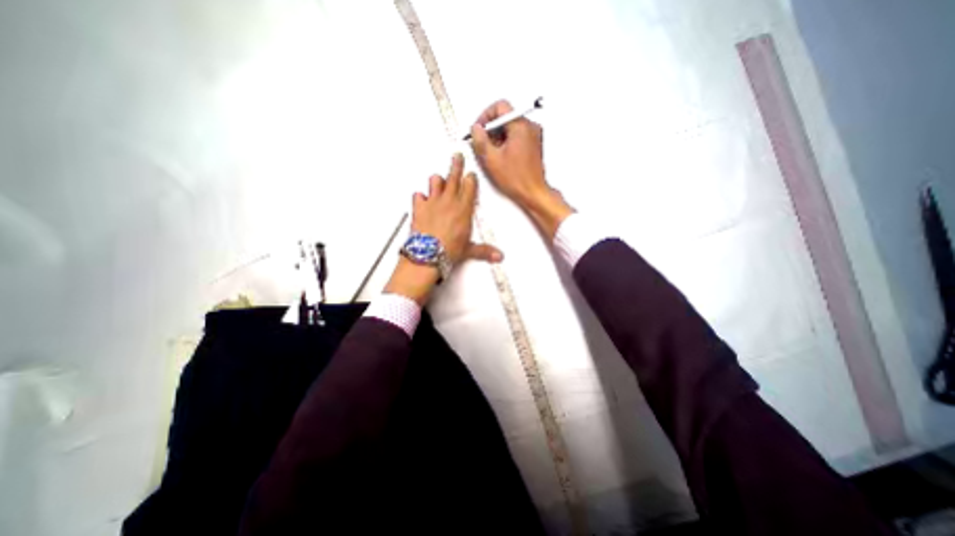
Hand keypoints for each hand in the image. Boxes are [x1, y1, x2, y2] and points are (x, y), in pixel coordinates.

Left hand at [384, 153, 503, 305]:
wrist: (428, 254)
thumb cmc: (449, 250)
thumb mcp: (469, 250)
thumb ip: (484, 250)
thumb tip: (498, 256)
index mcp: (464, 209)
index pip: (470, 187)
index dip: (471, 179)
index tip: (471, 174)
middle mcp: (449, 201)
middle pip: (454, 177)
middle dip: (456, 164)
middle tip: (457, 156)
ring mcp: (433, 202)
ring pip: (435, 181)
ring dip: (438, 180)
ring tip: (439, 179)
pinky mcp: (419, 207)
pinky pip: (418, 195)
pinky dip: (420, 197)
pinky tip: (422, 199)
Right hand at [469, 99, 568, 235]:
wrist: (533, 193)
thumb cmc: (517, 179)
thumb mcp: (491, 159)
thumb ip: (480, 140)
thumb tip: (475, 129)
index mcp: (521, 126)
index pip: (500, 107)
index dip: (485, 116)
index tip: (479, 129)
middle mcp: (530, 127)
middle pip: (505, 117)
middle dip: (491, 129)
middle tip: (483, 143)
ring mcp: (533, 136)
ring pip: (510, 127)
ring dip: (498, 137)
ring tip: (493, 154)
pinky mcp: (534, 145)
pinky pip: (517, 136)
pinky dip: (507, 142)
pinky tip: (501, 157)